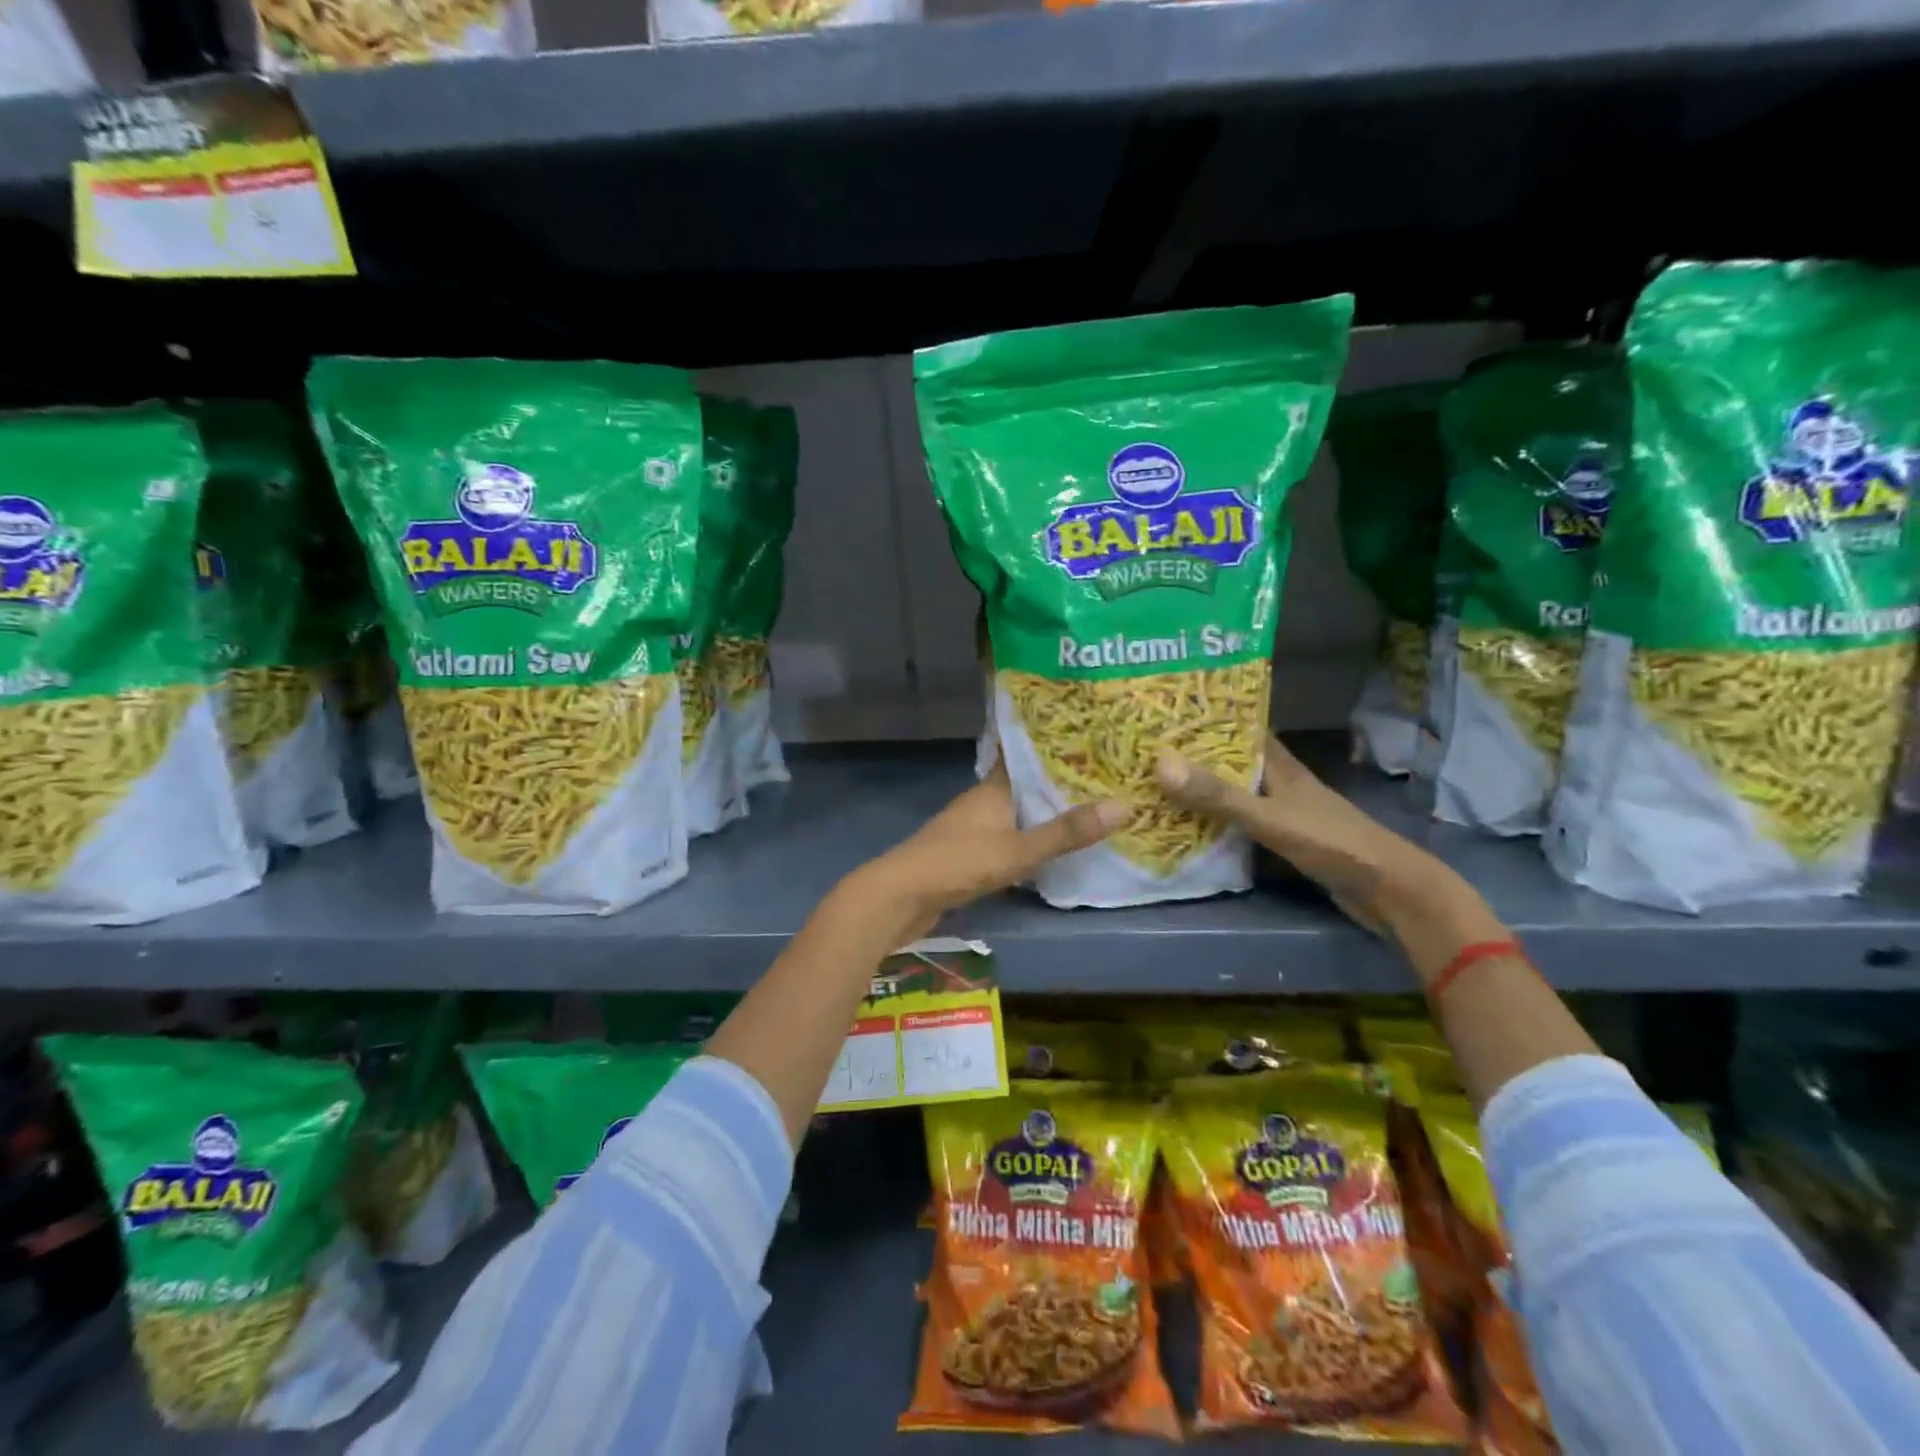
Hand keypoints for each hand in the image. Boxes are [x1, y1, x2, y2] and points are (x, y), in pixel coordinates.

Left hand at [853, 762, 1122, 942]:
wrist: (899, 898)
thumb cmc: (957, 864)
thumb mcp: (1017, 850)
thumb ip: (1065, 833)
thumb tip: (1123, 807)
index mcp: (992, 788)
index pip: (1025, 754)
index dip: (1053, 745)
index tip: (1089, 735)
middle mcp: (983, 801)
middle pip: (1025, 784)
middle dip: (1059, 781)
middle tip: (1106, 774)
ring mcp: (973, 829)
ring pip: (1017, 812)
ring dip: (1046, 812)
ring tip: (1090, 808)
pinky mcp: (969, 855)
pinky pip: (1009, 839)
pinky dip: (1031, 839)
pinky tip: (1055, 848)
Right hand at [1155, 737, 1431, 932]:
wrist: (1387, 889)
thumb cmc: (1331, 842)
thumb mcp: (1269, 817)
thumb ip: (1218, 795)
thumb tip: (1160, 764)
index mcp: (1280, 765)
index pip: (1241, 728)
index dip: (1208, 716)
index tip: (1167, 710)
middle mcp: (1279, 781)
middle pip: (1231, 759)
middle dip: (1194, 753)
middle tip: (1148, 748)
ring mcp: (1282, 810)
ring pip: (1233, 790)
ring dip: (1202, 787)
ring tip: (1156, 782)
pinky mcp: (1283, 838)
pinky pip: (1239, 820)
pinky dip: (1214, 819)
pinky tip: (1187, 824)